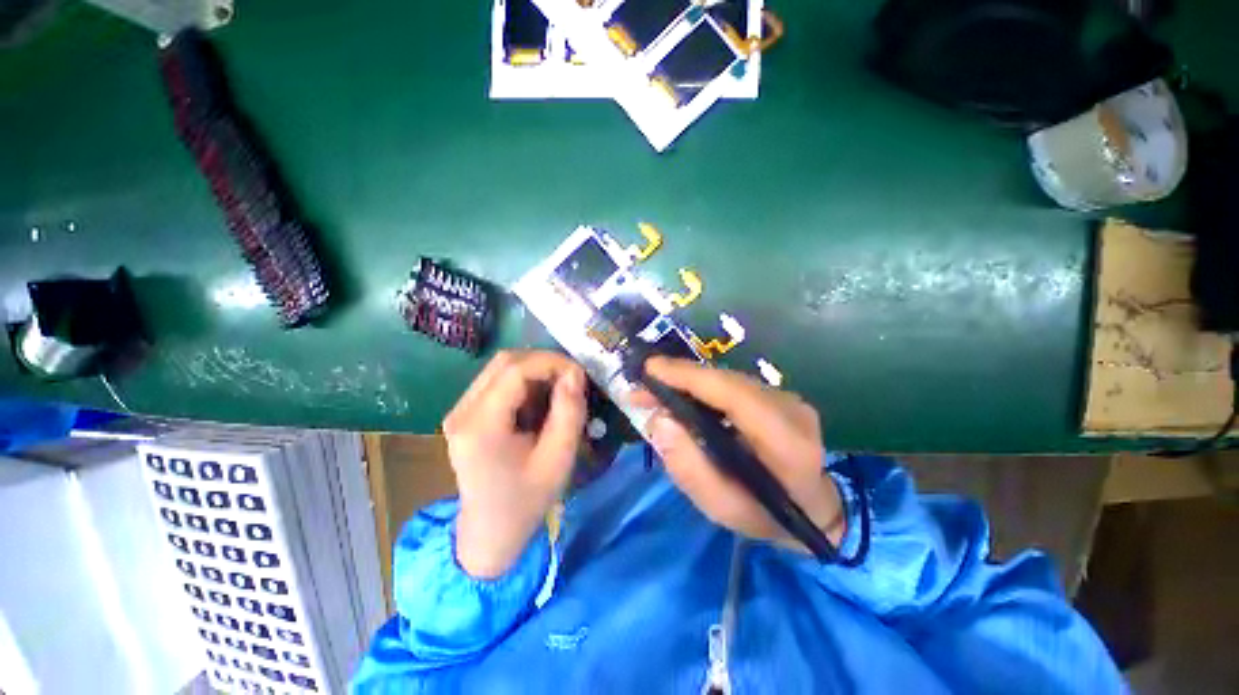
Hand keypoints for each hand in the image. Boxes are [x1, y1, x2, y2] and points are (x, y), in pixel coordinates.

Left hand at [443, 350, 586, 578]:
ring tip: (559, 390)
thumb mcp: (558, 460)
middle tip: (572, 378)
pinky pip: (497, 381)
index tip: (579, 373)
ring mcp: (459, 410)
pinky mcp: (465, 413)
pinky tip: (539, 402)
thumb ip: (569, 413)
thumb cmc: (526, 500)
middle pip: (504, 362)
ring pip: (501, 367)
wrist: (489, 532)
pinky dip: (525, 382)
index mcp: (480, 426)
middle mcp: (462, 411)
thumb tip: (575, 373)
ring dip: (535, 371)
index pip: (515, 370)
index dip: (551, 362)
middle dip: (544, 363)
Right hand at [630, 358, 844, 552]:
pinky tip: (681, 395)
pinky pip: (733, 384)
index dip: (690, 377)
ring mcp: (789, 398)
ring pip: (728, 379)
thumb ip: (688, 467)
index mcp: (786, 442)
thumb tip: (659, 420)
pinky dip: (702, 387)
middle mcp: (792, 409)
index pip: (733, 395)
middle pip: (727, 381)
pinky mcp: (780, 395)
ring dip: (688, 381)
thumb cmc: (764, 516)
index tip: (650, 370)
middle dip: (679, 378)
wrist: (814, 510)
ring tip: (654, 391)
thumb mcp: (720, 507)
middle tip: (641, 387)